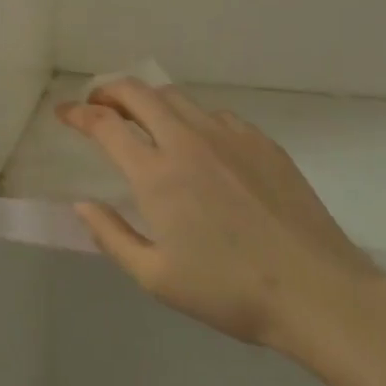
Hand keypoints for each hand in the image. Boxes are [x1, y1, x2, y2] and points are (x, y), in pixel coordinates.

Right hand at [58, 80, 384, 354]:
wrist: (321, 293)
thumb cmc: (231, 292)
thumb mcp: (157, 278)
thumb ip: (111, 236)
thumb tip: (82, 204)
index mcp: (156, 173)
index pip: (104, 125)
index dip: (77, 114)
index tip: (64, 113)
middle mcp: (187, 141)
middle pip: (137, 92)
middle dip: (108, 91)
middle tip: (97, 105)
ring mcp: (228, 136)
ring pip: (176, 97)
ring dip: (149, 100)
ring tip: (142, 119)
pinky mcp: (262, 142)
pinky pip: (215, 115)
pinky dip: (191, 118)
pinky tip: (198, 142)